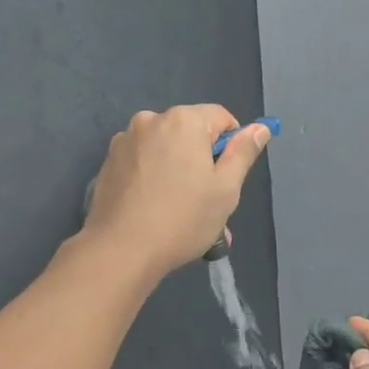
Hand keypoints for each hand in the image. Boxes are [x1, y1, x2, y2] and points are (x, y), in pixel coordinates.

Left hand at [82, 105, 269, 279]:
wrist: (121, 250)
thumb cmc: (183, 219)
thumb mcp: (226, 189)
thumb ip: (243, 153)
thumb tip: (259, 128)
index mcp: (184, 120)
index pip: (221, 118)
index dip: (231, 147)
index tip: (226, 180)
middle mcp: (151, 119)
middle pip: (190, 132)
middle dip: (201, 159)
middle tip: (203, 201)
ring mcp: (124, 140)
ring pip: (164, 148)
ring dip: (176, 168)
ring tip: (176, 209)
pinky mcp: (108, 162)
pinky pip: (142, 161)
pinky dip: (152, 177)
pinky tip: (151, 208)